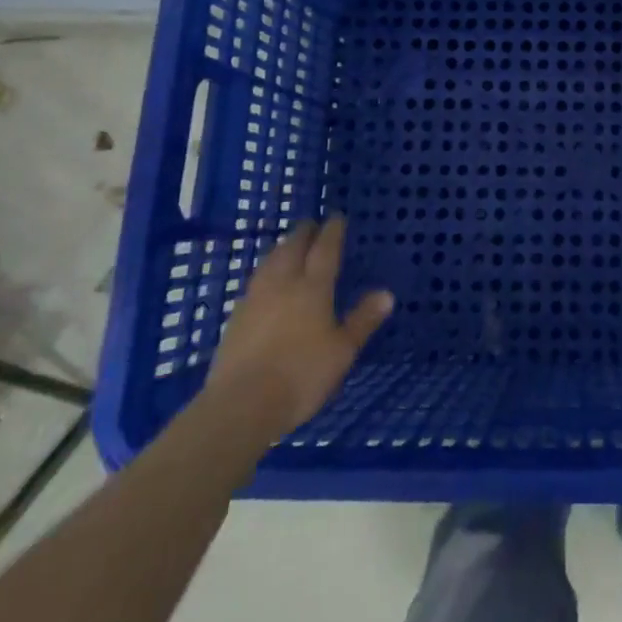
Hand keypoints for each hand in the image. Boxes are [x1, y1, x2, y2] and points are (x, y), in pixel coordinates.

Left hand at [204, 216, 392, 438]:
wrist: (241, 404)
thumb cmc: (301, 375)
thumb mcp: (342, 350)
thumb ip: (362, 320)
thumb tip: (386, 293)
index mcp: (313, 288)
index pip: (325, 249)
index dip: (332, 231)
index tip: (336, 217)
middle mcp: (283, 284)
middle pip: (292, 249)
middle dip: (303, 233)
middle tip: (311, 224)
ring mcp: (255, 300)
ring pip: (269, 262)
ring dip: (281, 249)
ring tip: (288, 245)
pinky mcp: (235, 319)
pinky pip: (254, 282)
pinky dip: (265, 272)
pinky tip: (265, 282)